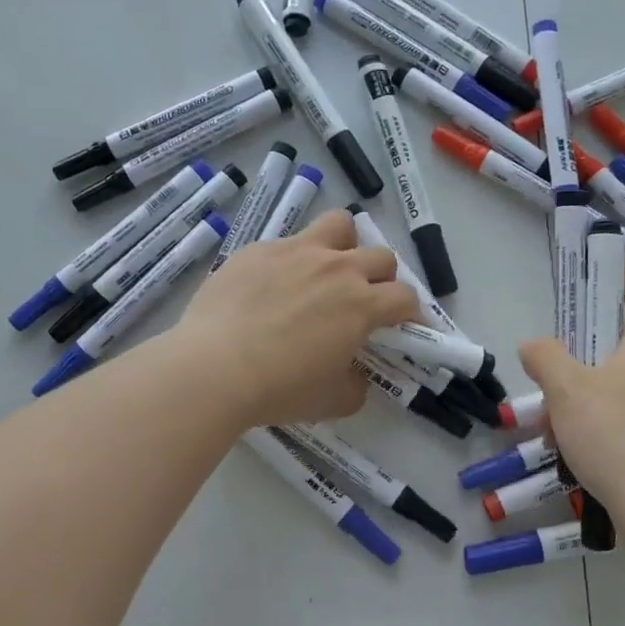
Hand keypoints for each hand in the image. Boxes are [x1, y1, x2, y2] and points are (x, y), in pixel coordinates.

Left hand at [175, 209, 418, 428]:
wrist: (212, 369)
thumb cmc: (279, 390)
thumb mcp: (333, 400)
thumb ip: (356, 384)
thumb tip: (356, 374)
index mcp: (361, 304)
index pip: (406, 297)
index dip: (412, 313)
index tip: (404, 326)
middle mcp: (336, 268)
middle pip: (381, 256)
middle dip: (383, 278)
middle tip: (366, 301)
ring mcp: (295, 252)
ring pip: (338, 225)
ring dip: (345, 244)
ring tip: (330, 267)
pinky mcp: (258, 249)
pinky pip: (287, 242)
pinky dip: (292, 260)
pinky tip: (272, 286)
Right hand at [520, 308, 624, 521]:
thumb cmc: (613, 435)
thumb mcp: (565, 388)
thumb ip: (544, 356)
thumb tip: (533, 346)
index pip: (615, 313)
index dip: (582, 320)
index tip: (555, 345)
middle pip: (607, 360)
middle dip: (569, 380)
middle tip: (546, 405)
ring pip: (613, 396)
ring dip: (579, 411)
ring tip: (554, 440)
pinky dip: (601, 434)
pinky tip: (580, 459)